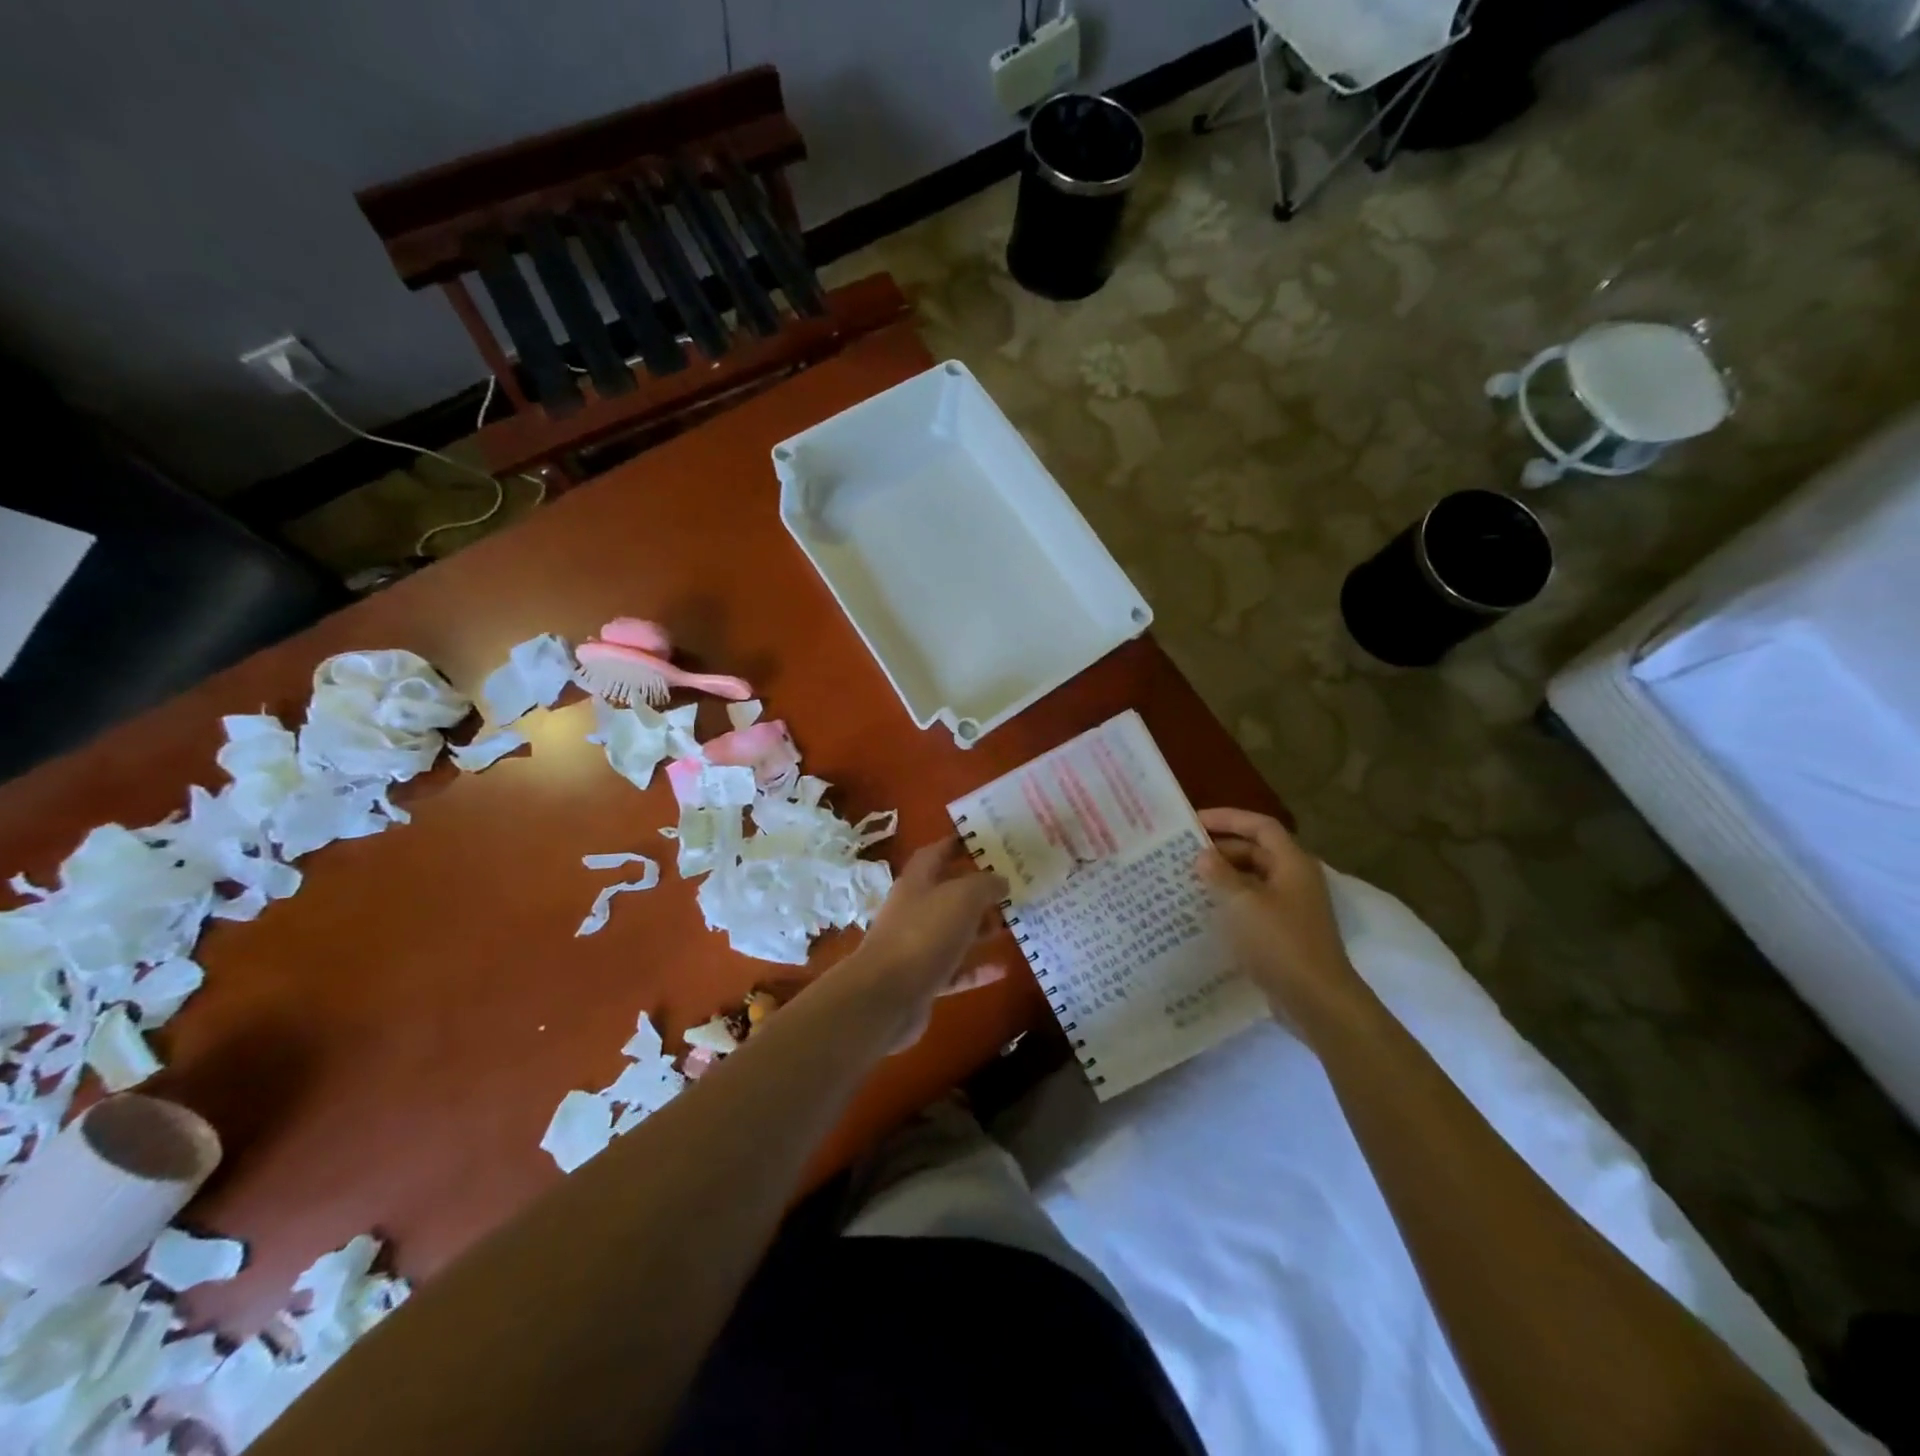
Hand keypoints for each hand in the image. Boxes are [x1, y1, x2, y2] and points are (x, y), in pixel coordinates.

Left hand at [836, 838, 1009, 1051]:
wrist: (886, 997)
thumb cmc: (924, 935)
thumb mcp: (962, 898)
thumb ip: (985, 884)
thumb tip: (1000, 879)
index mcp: (917, 882)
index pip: (936, 853)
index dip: (957, 843)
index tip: (986, 840)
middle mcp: (914, 910)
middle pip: (948, 893)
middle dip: (978, 890)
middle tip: (1012, 887)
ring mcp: (916, 946)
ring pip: (953, 931)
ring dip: (980, 928)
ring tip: (1012, 924)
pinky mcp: (922, 980)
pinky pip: (955, 969)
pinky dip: (976, 968)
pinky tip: (1002, 968)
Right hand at [1196, 808, 1368, 1030]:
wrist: (1317, 1000)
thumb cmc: (1280, 942)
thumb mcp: (1242, 903)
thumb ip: (1220, 874)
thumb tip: (1203, 855)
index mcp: (1292, 863)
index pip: (1260, 826)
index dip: (1228, 818)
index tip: (1194, 821)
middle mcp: (1295, 879)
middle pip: (1257, 851)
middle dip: (1222, 849)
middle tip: (1184, 854)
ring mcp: (1292, 907)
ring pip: (1253, 880)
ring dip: (1224, 877)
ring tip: (1188, 880)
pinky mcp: (1285, 932)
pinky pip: (1253, 905)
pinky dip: (1231, 902)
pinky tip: (1205, 911)